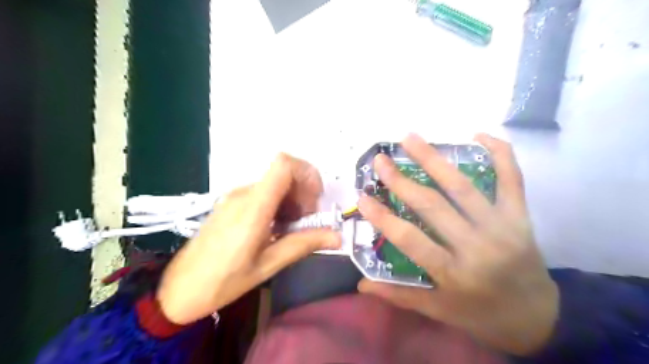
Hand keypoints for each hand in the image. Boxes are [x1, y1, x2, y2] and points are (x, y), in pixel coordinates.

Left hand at [158, 155, 341, 325]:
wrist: (179, 289)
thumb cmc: (222, 282)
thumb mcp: (267, 266)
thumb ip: (302, 245)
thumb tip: (337, 236)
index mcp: (252, 207)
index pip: (284, 164)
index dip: (307, 173)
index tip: (315, 200)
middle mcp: (243, 193)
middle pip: (283, 172)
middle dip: (304, 192)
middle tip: (307, 222)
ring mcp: (235, 196)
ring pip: (275, 183)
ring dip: (292, 199)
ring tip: (292, 229)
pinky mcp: (232, 203)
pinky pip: (263, 192)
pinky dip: (279, 203)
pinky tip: (276, 228)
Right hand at [354, 133, 557, 355]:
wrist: (540, 318)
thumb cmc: (482, 314)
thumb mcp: (439, 311)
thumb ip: (400, 295)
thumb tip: (362, 286)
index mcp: (454, 273)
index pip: (410, 239)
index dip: (383, 217)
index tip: (362, 197)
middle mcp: (477, 246)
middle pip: (433, 206)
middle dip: (401, 181)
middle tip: (380, 160)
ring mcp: (502, 226)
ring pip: (463, 186)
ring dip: (434, 159)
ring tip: (411, 138)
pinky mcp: (521, 216)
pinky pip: (512, 179)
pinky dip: (500, 153)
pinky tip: (479, 135)